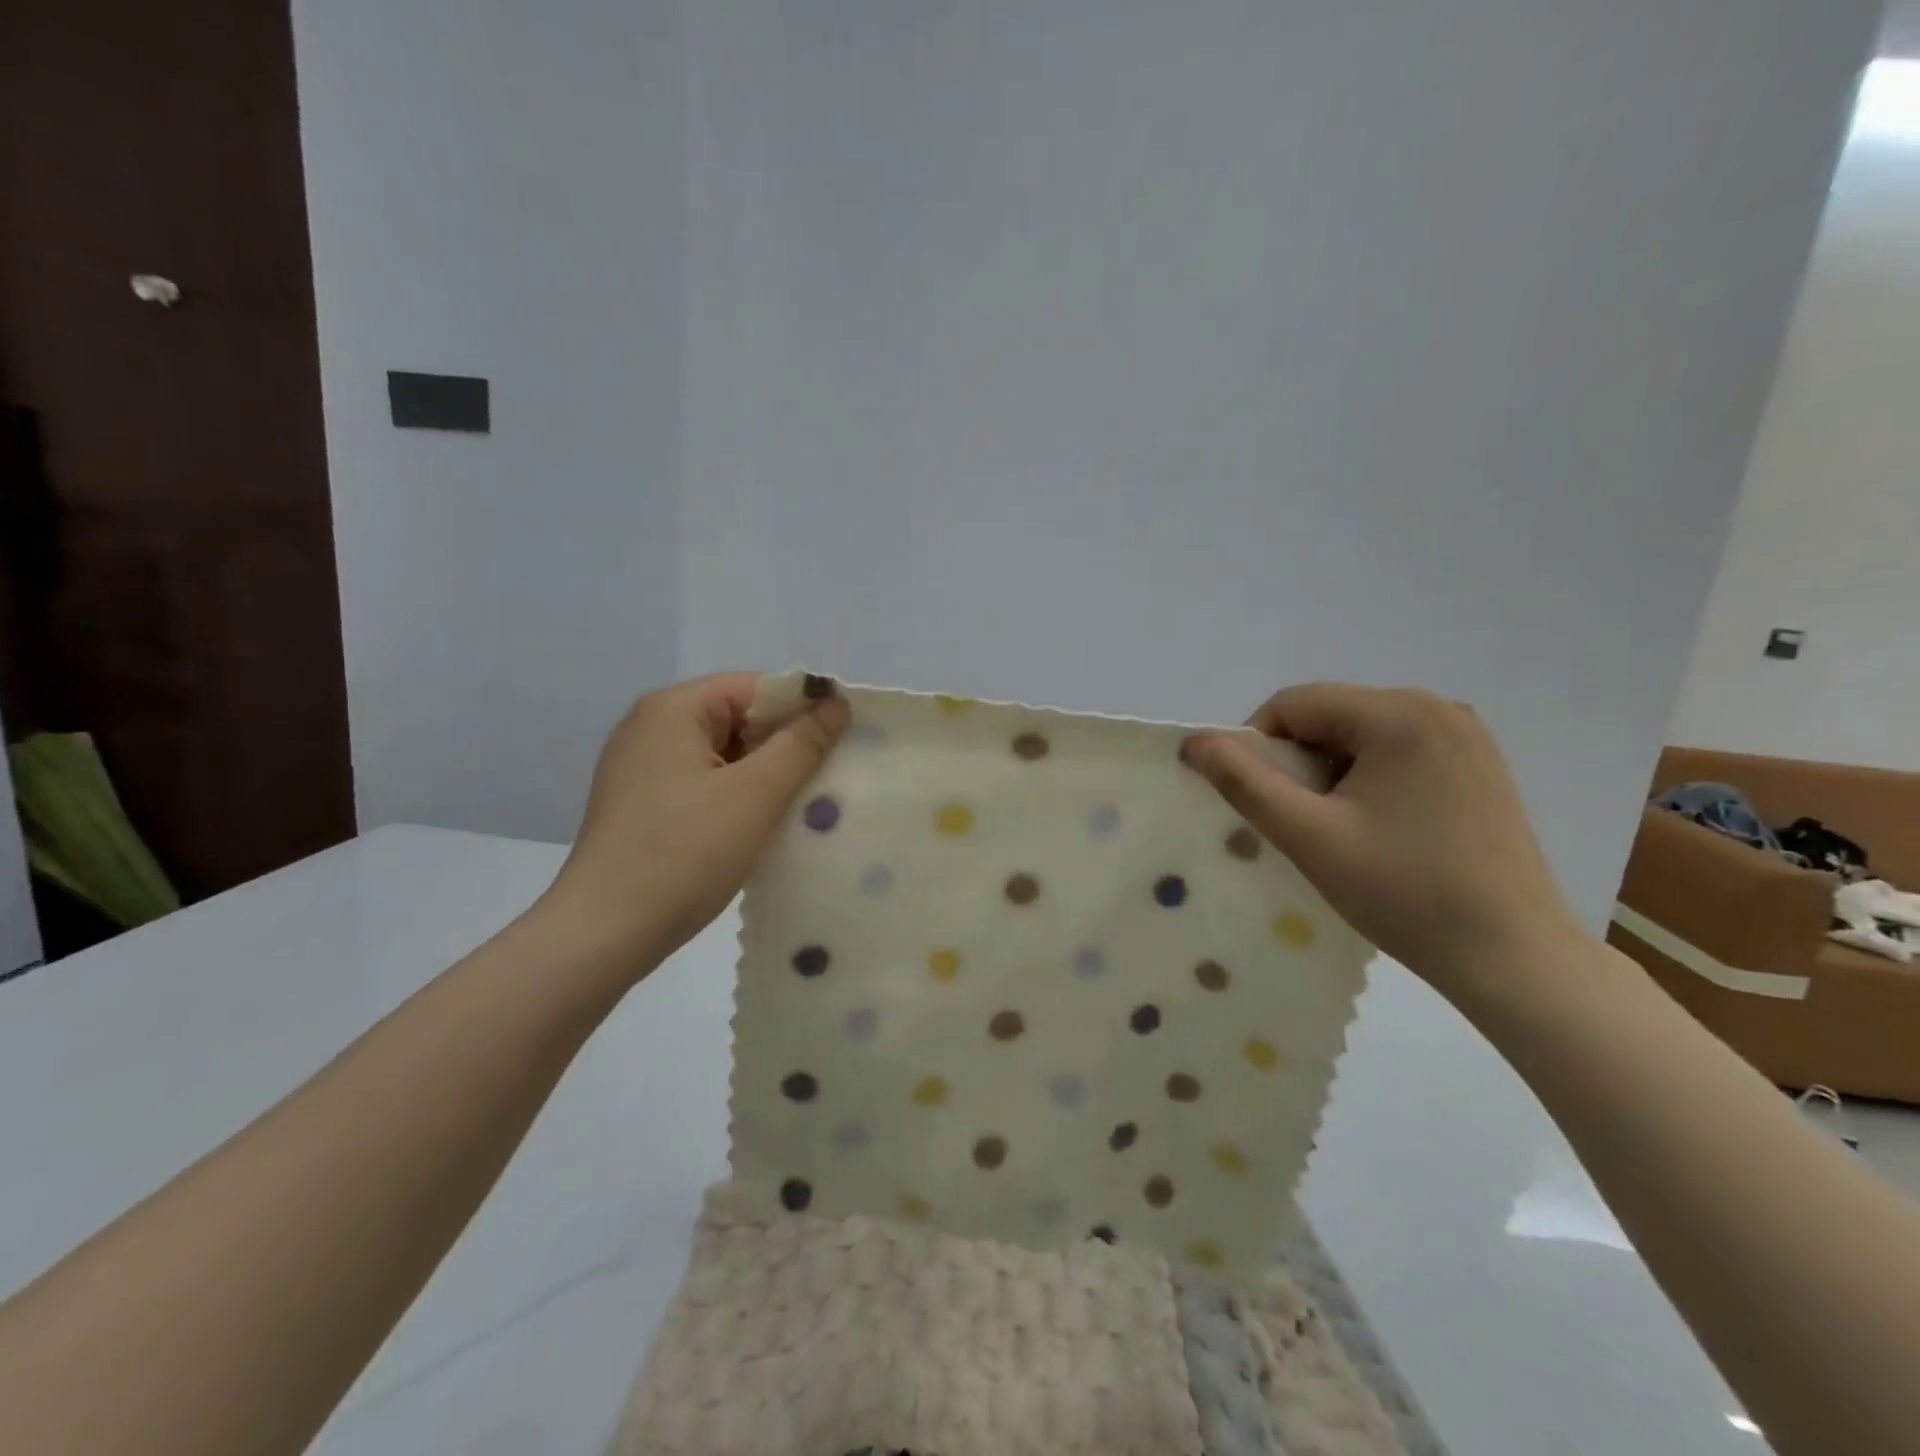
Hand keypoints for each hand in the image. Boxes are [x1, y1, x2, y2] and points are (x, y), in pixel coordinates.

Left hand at [539, 673, 849, 977]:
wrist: (604, 933)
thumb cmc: (684, 853)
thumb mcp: (755, 794)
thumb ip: (802, 744)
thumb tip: (837, 704)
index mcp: (673, 709)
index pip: (755, 688)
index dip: (803, 709)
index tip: (842, 741)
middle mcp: (651, 727)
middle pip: (738, 718)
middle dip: (785, 745)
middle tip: (828, 777)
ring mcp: (641, 767)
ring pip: (723, 754)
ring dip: (764, 775)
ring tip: (803, 804)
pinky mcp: (642, 803)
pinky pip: (704, 782)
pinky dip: (737, 796)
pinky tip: (761, 824)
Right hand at [1182, 684, 1582, 1005]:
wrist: (1513, 958)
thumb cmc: (1405, 893)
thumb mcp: (1308, 836)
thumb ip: (1244, 782)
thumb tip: (1195, 742)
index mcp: (1400, 713)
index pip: (1294, 704)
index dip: (1257, 746)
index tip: (1257, 801)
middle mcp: (1438, 707)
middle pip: (1329, 716)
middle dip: (1297, 762)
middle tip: (1297, 821)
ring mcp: (1466, 736)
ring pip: (1360, 736)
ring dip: (1330, 773)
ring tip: (1336, 830)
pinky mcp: (1479, 766)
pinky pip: (1397, 753)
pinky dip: (1367, 780)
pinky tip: (1377, 829)